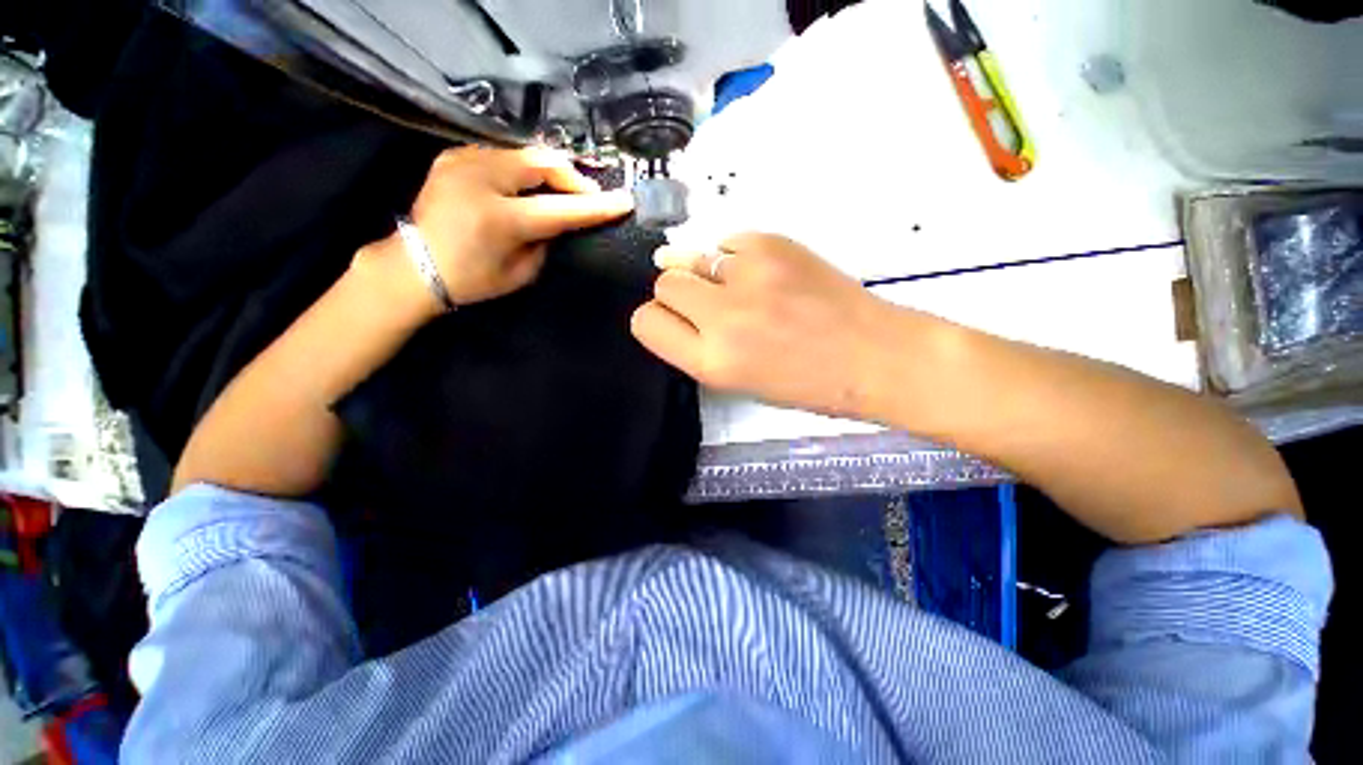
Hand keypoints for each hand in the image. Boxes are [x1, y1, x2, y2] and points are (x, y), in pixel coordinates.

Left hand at [364, 146, 634, 314]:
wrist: (413, 267)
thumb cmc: (472, 280)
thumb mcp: (522, 272)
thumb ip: (547, 241)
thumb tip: (561, 220)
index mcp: (499, 218)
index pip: (561, 208)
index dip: (596, 206)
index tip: (624, 201)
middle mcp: (480, 179)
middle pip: (543, 164)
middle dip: (573, 178)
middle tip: (589, 196)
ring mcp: (463, 160)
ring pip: (524, 153)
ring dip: (550, 172)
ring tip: (563, 190)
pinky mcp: (454, 155)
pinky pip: (503, 154)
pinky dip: (524, 168)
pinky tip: (529, 184)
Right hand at [632, 233, 908, 418]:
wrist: (872, 355)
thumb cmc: (804, 383)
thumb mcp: (737, 380)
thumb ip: (695, 344)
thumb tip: (669, 303)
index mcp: (713, 362)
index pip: (646, 322)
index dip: (658, 322)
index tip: (676, 324)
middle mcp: (724, 317)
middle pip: (664, 283)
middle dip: (680, 295)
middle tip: (711, 308)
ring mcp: (750, 274)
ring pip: (691, 257)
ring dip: (706, 275)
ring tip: (742, 292)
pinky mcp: (774, 243)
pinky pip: (728, 242)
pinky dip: (735, 258)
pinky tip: (762, 275)